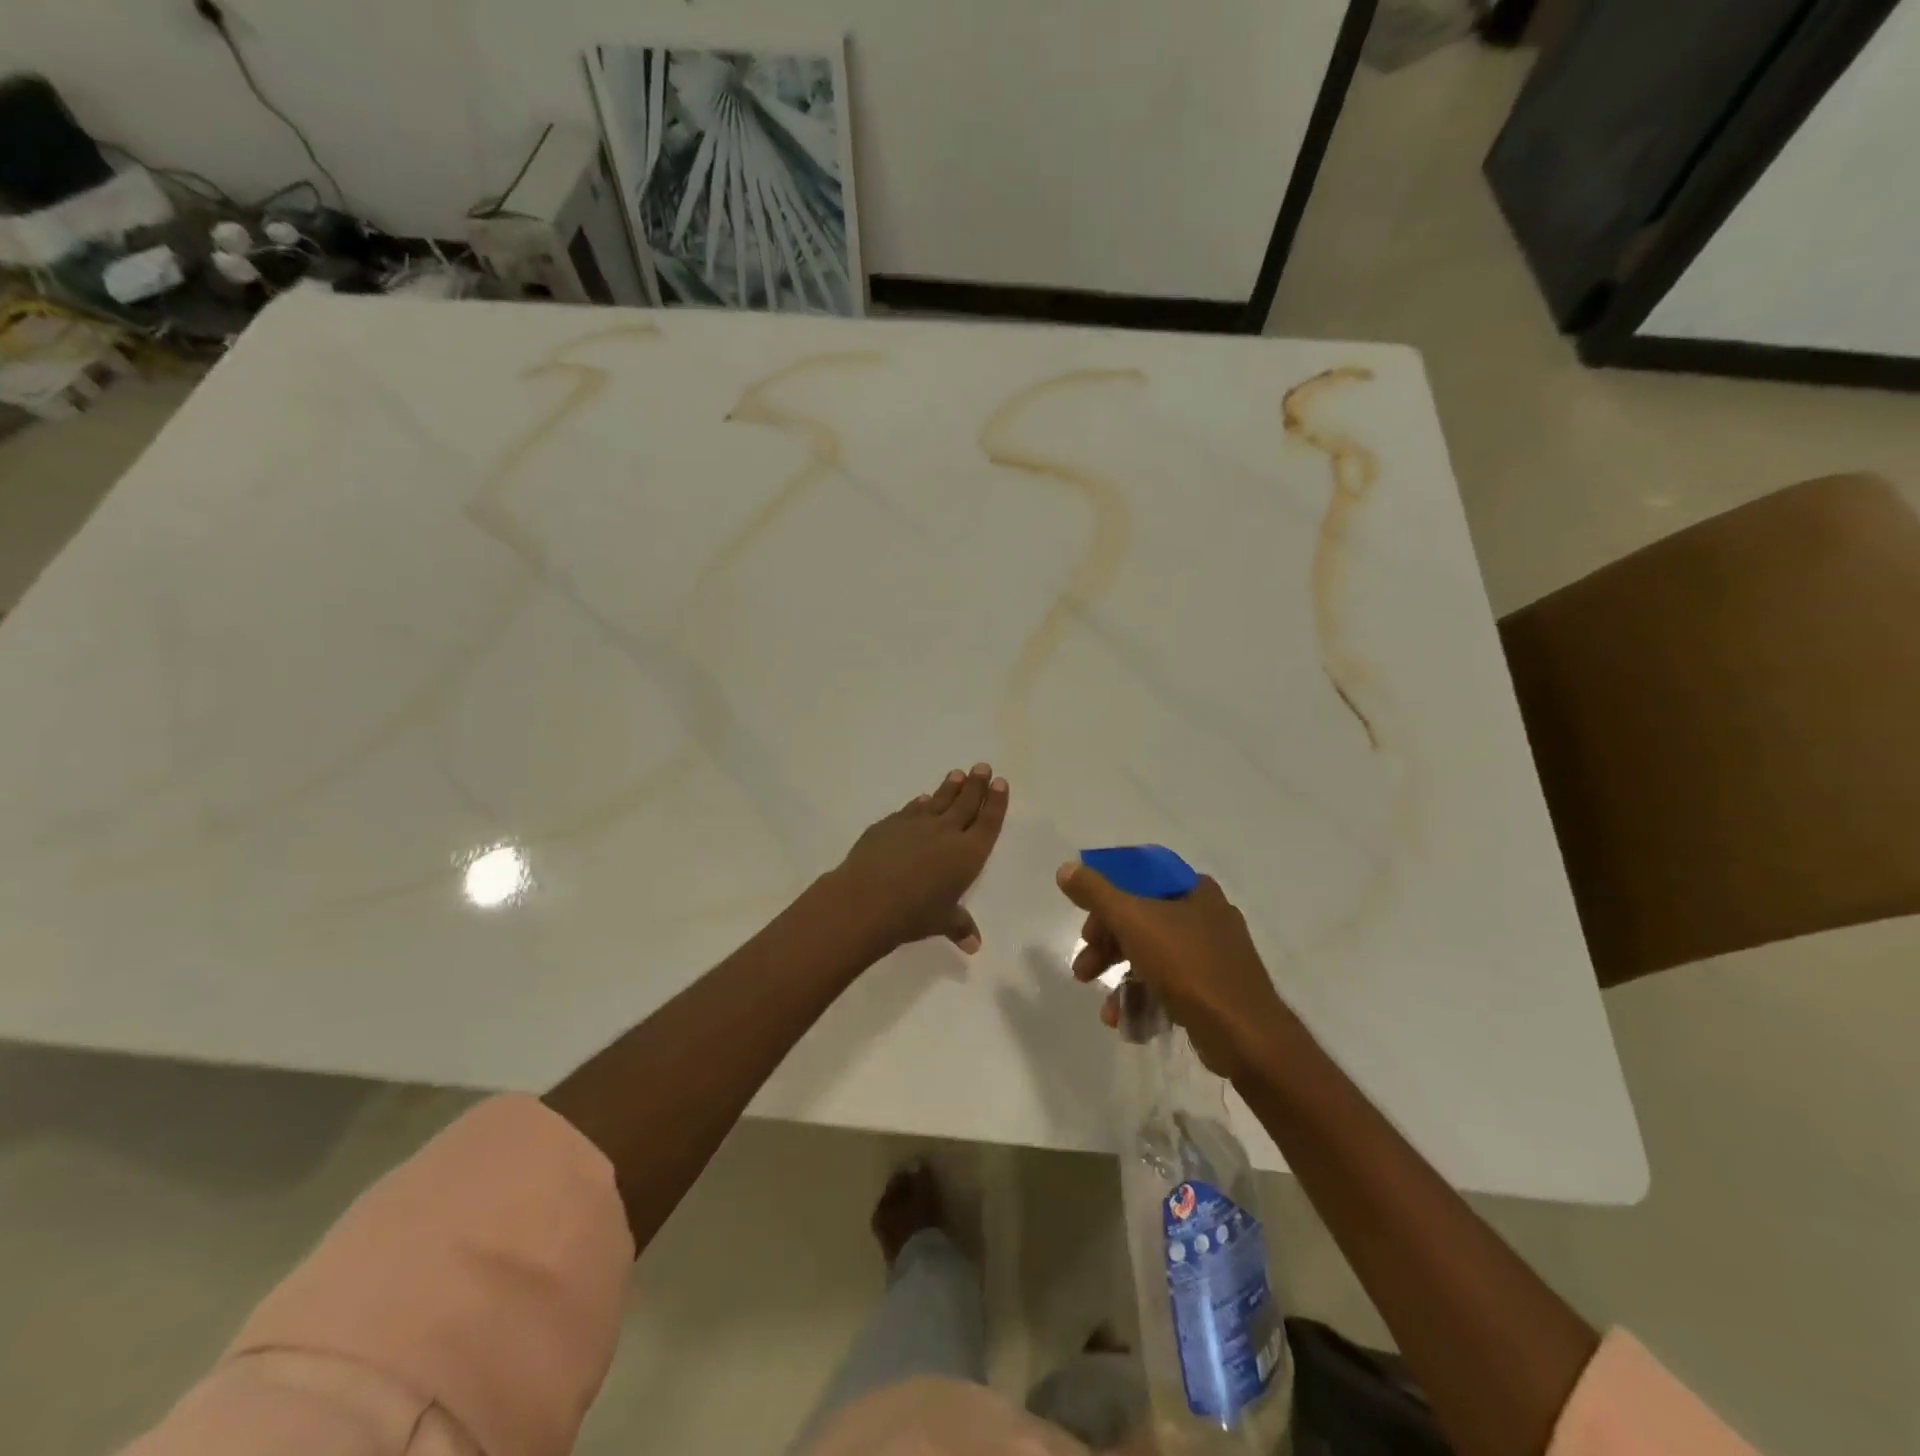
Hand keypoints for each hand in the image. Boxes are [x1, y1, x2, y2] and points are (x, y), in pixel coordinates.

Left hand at [824, 764, 1009, 956]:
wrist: (867, 898)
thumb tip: (975, 945)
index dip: (996, 802)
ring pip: (939, 800)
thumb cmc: (914, 914)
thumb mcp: (942, 922)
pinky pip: (911, 810)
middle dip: (976, 784)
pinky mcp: (890, 824)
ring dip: (950, 787)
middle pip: (966, 803)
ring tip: (957, 773)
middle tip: (982, 767)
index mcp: (968, 854)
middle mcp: (946, 832)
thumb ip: (960, 927)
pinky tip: (922, 799)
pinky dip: (920, 803)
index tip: (1000, 783)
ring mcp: (916, 824)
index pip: (988, 822)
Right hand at [1057, 861, 1291, 1079]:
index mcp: (1193, 890)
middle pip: (1141, 921)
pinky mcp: (1214, 990)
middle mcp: (1206, 916)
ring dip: (1121, 979)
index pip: (1139, 882)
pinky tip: (1126, 1022)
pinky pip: (1170, 986)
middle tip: (1084, 969)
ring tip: (1105, 1008)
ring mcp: (1213, 956)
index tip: (1087, 930)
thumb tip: (1066, 869)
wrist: (1245, 1034)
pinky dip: (1145, 999)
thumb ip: (1096, 893)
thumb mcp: (1133, 921)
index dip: (1106, 902)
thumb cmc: (1188, 966)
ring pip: (1152, 956)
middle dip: (1107, 947)